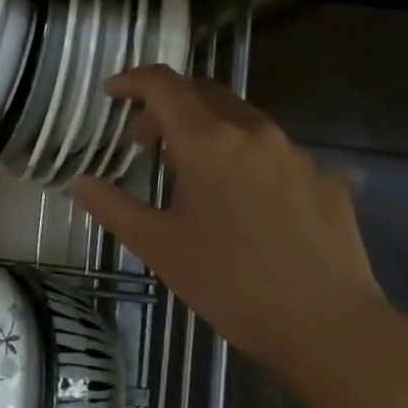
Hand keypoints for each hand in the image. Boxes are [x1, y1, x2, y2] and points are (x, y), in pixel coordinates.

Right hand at [70, 66, 405, 384]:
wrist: (327, 326)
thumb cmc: (228, 282)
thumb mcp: (157, 246)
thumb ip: (112, 206)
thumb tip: (79, 182)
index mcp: (208, 140)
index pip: (163, 85)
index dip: (133, 81)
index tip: (113, 93)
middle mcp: (254, 132)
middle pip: (204, 93)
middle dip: (168, 106)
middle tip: (146, 142)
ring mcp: (297, 154)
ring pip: (243, 120)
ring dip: (208, 130)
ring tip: (194, 172)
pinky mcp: (328, 179)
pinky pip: (277, 153)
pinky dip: (248, 158)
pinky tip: (247, 201)